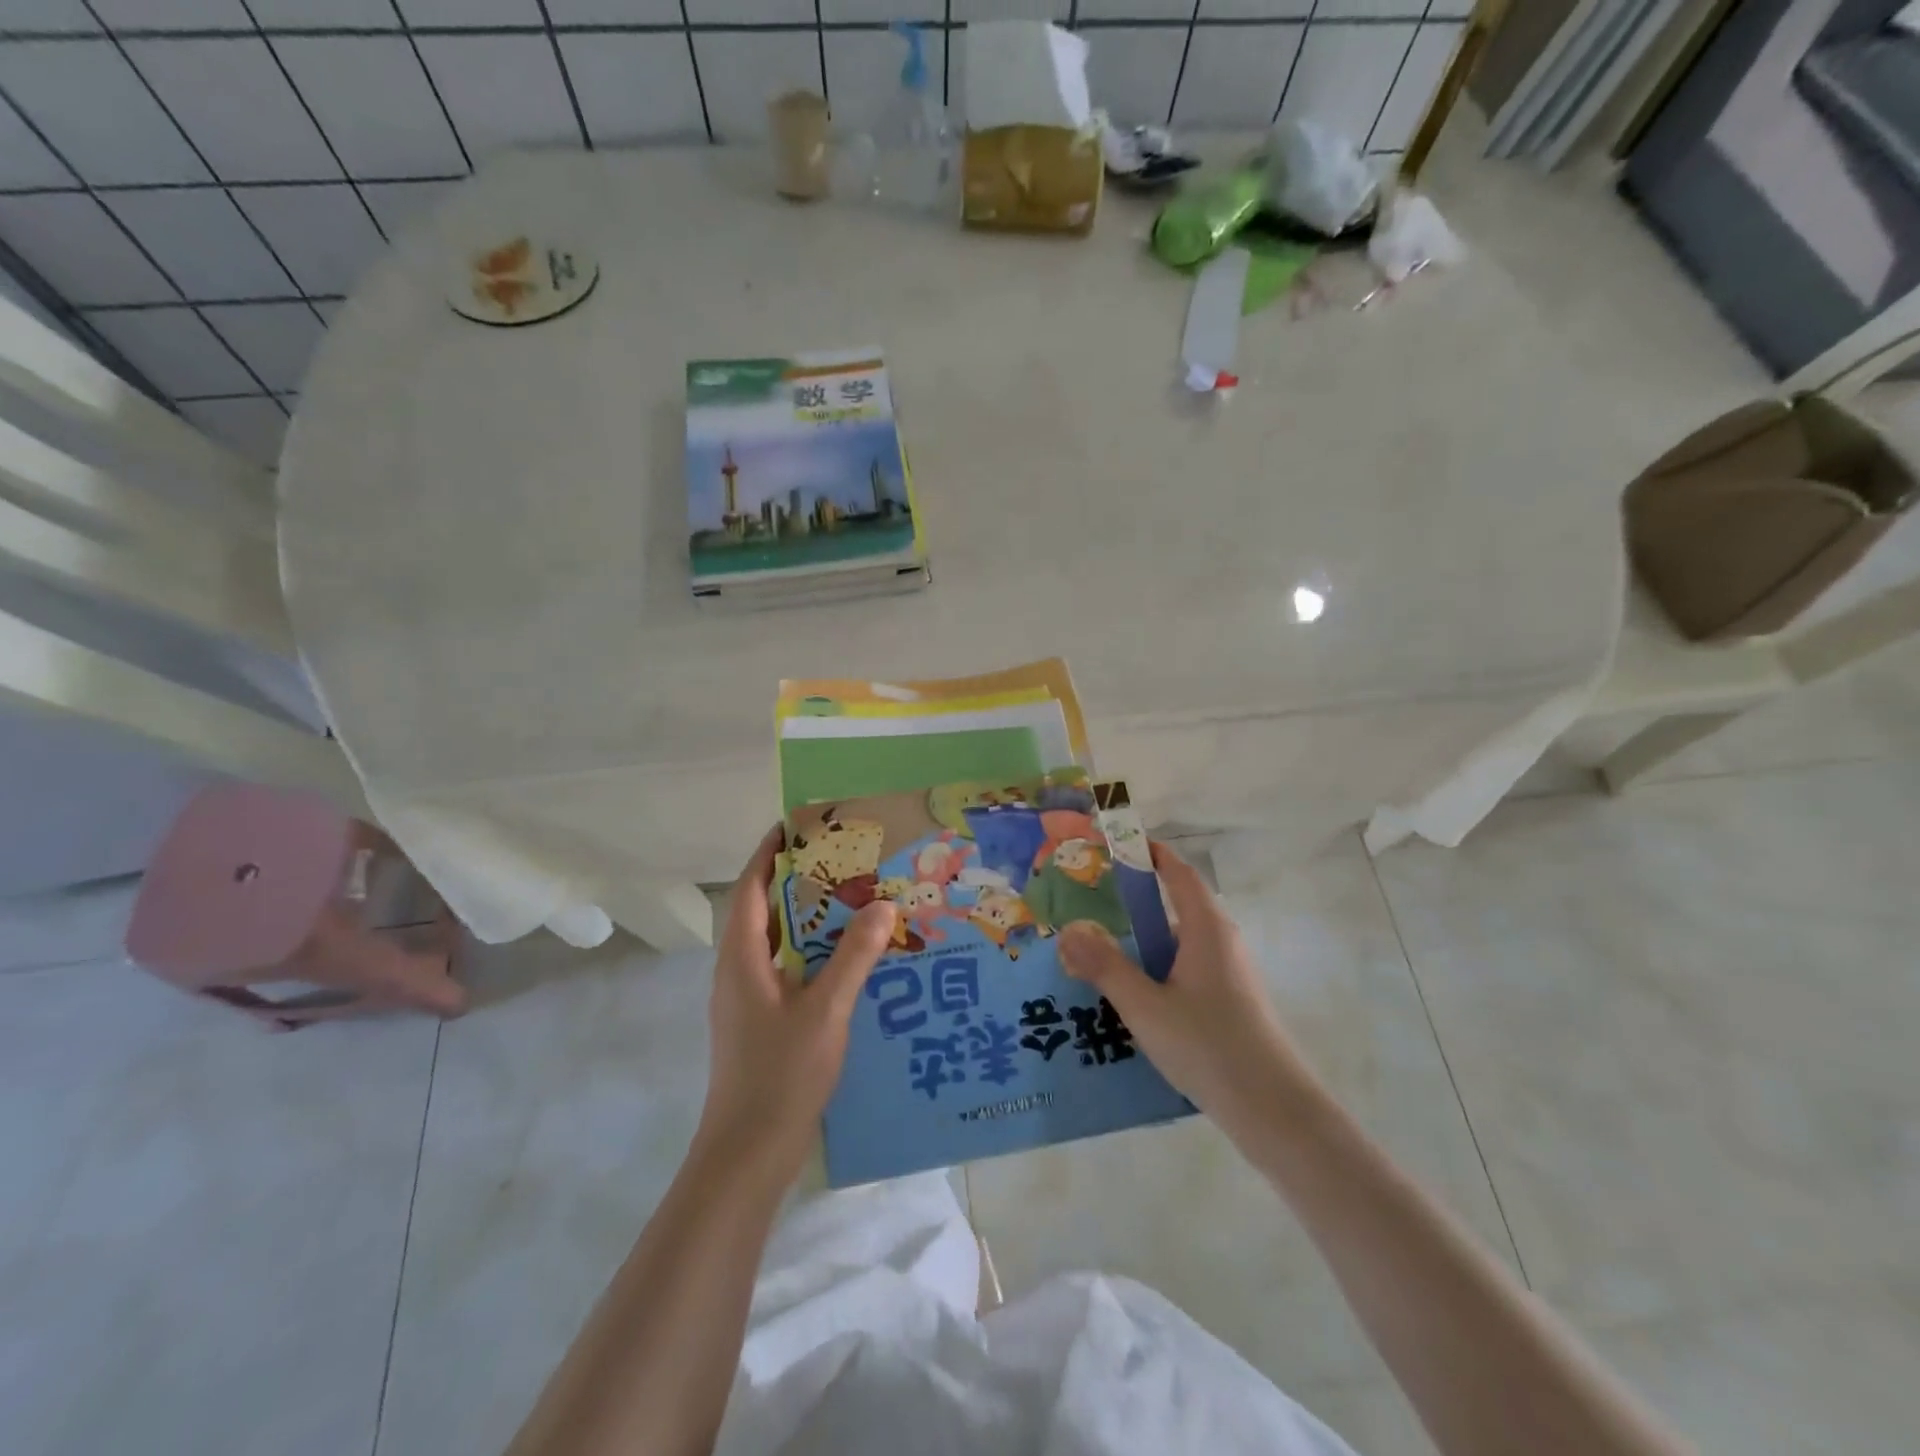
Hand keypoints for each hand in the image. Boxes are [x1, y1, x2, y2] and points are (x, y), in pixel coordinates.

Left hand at [693, 825, 897, 1186]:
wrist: (748, 1154)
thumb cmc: (781, 1075)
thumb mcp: (825, 1011)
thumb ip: (854, 957)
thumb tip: (881, 905)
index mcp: (742, 959)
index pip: (751, 890)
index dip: (768, 854)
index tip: (795, 825)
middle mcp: (738, 972)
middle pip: (764, 912)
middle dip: (796, 881)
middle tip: (840, 858)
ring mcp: (748, 1000)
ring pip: (776, 943)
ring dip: (807, 918)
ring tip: (851, 899)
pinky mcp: (761, 1022)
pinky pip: (786, 970)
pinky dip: (812, 953)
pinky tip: (848, 959)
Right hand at [1057, 843, 1316, 1147]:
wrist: (1274, 1111)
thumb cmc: (1209, 1046)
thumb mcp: (1145, 1006)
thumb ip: (1105, 967)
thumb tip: (1068, 929)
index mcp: (1206, 928)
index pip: (1177, 872)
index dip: (1149, 854)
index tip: (1114, 846)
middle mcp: (1221, 941)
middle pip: (1175, 906)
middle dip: (1133, 903)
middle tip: (1088, 906)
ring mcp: (1229, 973)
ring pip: (1178, 943)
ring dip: (1142, 944)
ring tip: (1098, 957)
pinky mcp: (1230, 1002)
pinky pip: (1185, 970)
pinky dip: (1156, 970)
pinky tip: (1131, 999)